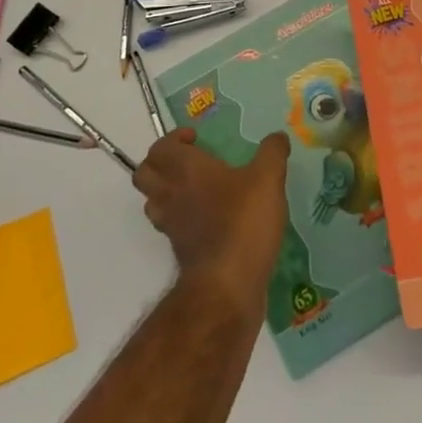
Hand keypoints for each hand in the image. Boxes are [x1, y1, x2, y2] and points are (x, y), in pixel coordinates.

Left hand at [134, 127, 290, 313]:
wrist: (227, 285)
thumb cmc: (243, 221)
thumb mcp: (268, 179)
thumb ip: (272, 153)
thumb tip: (278, 137)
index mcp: (186, 169)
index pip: (160, 147)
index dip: (173, 139)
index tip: (196, 139)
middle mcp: (171, 193)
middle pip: (144, 174)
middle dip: (160, 162)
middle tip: (188, 160)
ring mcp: (171, 225)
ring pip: (152, 201)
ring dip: (165, 190)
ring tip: (194, 188)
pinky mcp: (179, 250)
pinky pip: (168, 225)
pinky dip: (179, 217)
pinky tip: (206, 218)